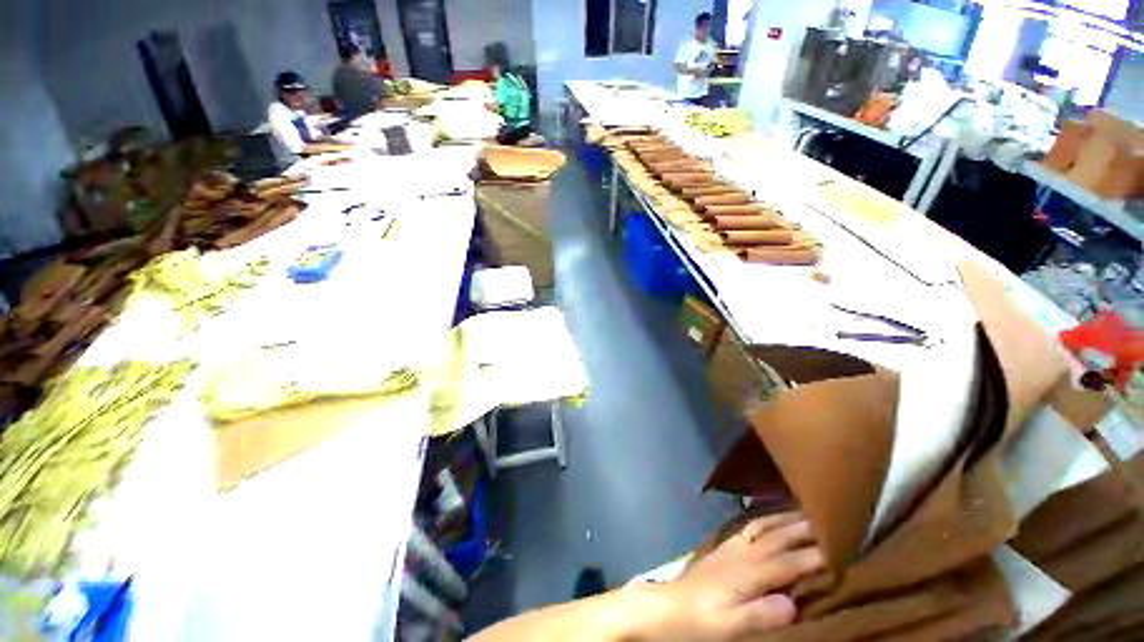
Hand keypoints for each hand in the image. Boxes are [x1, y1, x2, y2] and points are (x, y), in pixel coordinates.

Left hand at [626, 512, 822, 641]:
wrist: (666, 608)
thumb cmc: (699, 621)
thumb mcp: (729, 627)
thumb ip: (760, 614)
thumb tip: (793, 602)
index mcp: (746, 573)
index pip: (788, 562)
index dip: (815, 556)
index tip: (842, 547)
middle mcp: (740, 554)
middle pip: (776, 537)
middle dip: (802, 528)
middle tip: (828, 516)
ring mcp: (729, 548)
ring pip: (761, 527)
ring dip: (783, 519)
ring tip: (803, 511)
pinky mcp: (722, 549)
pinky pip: (748, 528)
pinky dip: (764, 520)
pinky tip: (768, 520)